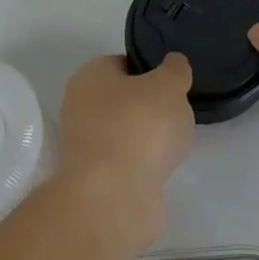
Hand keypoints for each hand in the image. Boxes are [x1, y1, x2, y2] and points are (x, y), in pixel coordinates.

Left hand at [56, 54, 195, 236]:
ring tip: (174, 144)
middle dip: (152, 107)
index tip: (175, 84)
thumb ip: (174, 71)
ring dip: (149, 138)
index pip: (123, 63)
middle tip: (178, 113)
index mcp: (90, 76)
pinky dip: (144, 163)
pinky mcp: (96, 176)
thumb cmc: (139, 127)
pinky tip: (162, 167)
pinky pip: (127, 160)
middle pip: (124, 99)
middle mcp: (80, 106)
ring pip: (126, 131)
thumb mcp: (168, 86)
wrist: (114, 195)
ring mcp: (86, 144)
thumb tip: (173, 63)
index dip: (151, 70)